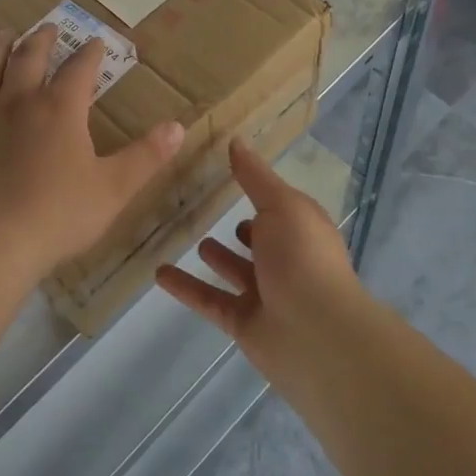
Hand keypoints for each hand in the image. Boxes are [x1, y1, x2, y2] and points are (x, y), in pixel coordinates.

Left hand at [0, 24, 184, 288]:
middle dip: (41, 39)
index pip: (80, 69)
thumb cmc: (58, 215)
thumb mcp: (114, 188)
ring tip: (3, 35)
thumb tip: (178, 126)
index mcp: (59, 109)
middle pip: (29, 58)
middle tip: (48, 27)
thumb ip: (146, 156)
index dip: (91, 53)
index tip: (98, 41)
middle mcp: (19, 102)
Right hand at [156, 141, 362, 378]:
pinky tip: (159, 272)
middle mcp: (286, 259)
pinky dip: (186, 287)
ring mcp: (265, 294)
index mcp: (300, 229)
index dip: (258, 189)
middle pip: (259, 240)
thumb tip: (236, 140)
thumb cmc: (302, 256)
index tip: (228, 170)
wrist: (316, 335)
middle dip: (242, 228)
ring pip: (235, 270)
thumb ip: (254, 176)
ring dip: (217, 256)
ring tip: (191, 236)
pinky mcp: (243, 323)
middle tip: (206, 205)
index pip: (278, 205)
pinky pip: (209, 299)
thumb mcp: (280, 204)